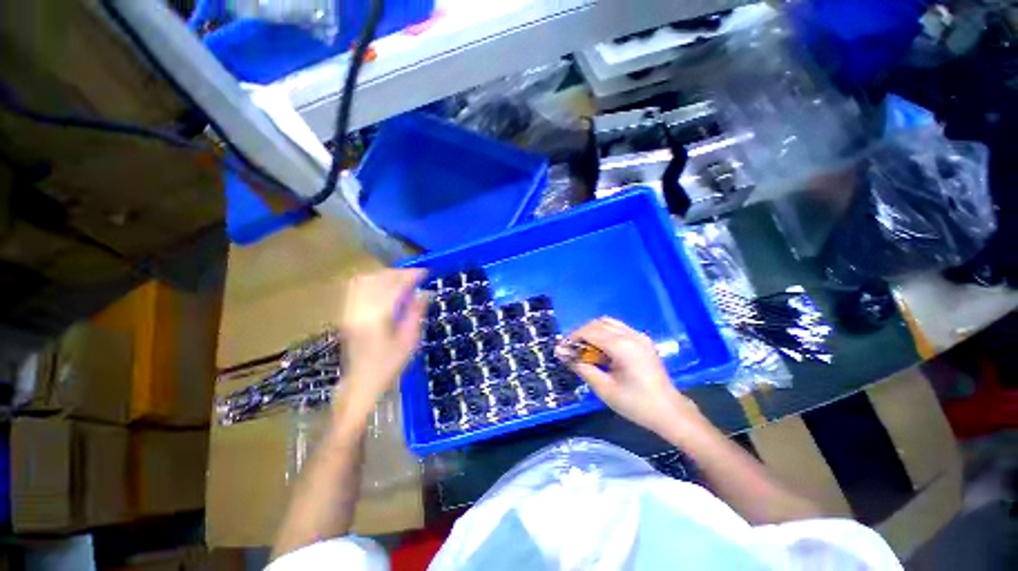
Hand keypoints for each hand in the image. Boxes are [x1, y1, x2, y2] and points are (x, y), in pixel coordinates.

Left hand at [335, 268, 428, 425]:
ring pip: (365, 280)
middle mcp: (359, 310)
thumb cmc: (389, 365)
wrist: (361, 382)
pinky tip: (384, 286)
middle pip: (378, 279)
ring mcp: (349, 310)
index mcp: (377, 318)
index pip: (394, 286)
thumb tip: (425, 292)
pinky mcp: (346, 313)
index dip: (411, 276)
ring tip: (402, 279)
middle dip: (399, 273)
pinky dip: (372, 280)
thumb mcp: (409, 341)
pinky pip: (356, 287)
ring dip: (385, 275)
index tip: (425, 273)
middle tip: (416, 276)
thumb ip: (416, 313)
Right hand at [558, 317, 704, 434]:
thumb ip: (581, 367)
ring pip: (608, 323)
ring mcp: (639, 336)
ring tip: (585, 349)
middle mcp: (631, 335)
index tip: (561, 349)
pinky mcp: (643, 340)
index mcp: (623, 346)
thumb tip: (560, 353)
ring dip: (593, 331)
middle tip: (571, 350)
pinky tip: (601, 350)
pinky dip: (604, 334)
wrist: (669, 412)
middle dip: (581, 333)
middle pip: (598, 323)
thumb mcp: (604, 388)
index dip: (572, 338)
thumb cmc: (635, 404)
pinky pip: (618, 328)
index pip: (590, 331)